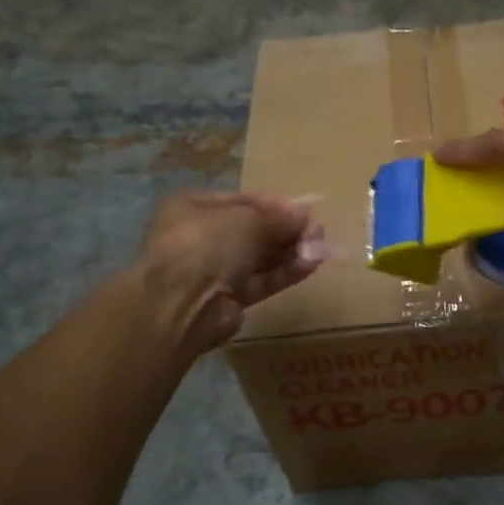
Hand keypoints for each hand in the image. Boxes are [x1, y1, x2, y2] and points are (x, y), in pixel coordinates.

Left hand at [136, 192, 324, 350]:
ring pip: (260, 258)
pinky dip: (285, 273)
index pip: (243, 201)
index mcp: (194, 207)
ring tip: (322, 249)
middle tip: (319, 232)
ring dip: (291, 252)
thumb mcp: (248, 219)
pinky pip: (261, 281)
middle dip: (288, 231)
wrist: (181, 303)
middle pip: (254, 230)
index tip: (307, 211)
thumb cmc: (208, 243)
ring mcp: (213, 270)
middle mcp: (201, 236)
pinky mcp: (228, 299)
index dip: (277, 205)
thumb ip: (279, 217)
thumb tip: (304, 215)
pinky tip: (312, 264)